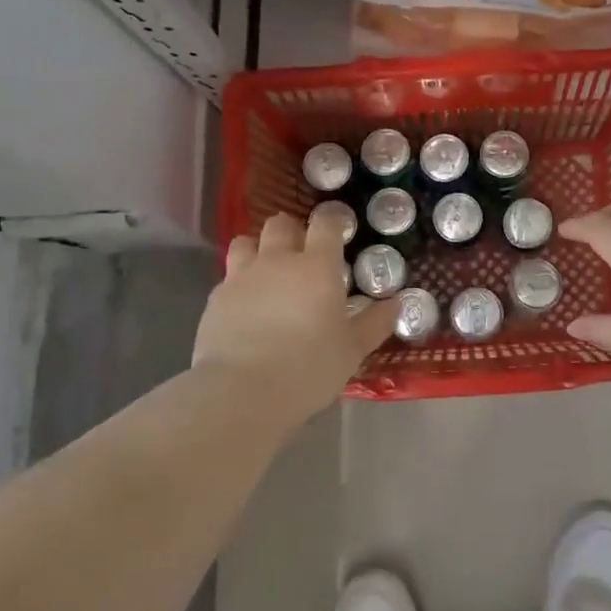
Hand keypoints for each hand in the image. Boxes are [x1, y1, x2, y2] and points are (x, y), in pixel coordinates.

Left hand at [193, 211, 396, 416]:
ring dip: (259, 248)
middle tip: (302, 252)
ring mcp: (242, 276)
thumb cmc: (308, 368)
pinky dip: (239, 282)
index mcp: (317, 266)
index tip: (338, 226)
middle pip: (281, 223)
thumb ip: (374, 323)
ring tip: (268, 270)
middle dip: (293, 230)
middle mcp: (278, 260)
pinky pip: (229, 276)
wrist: (242, 391)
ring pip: (246, 241)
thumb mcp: (352, 350)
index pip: (325, 223)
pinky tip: (246, 305)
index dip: (332, 218)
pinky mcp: (215, 298)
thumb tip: (395, 303)